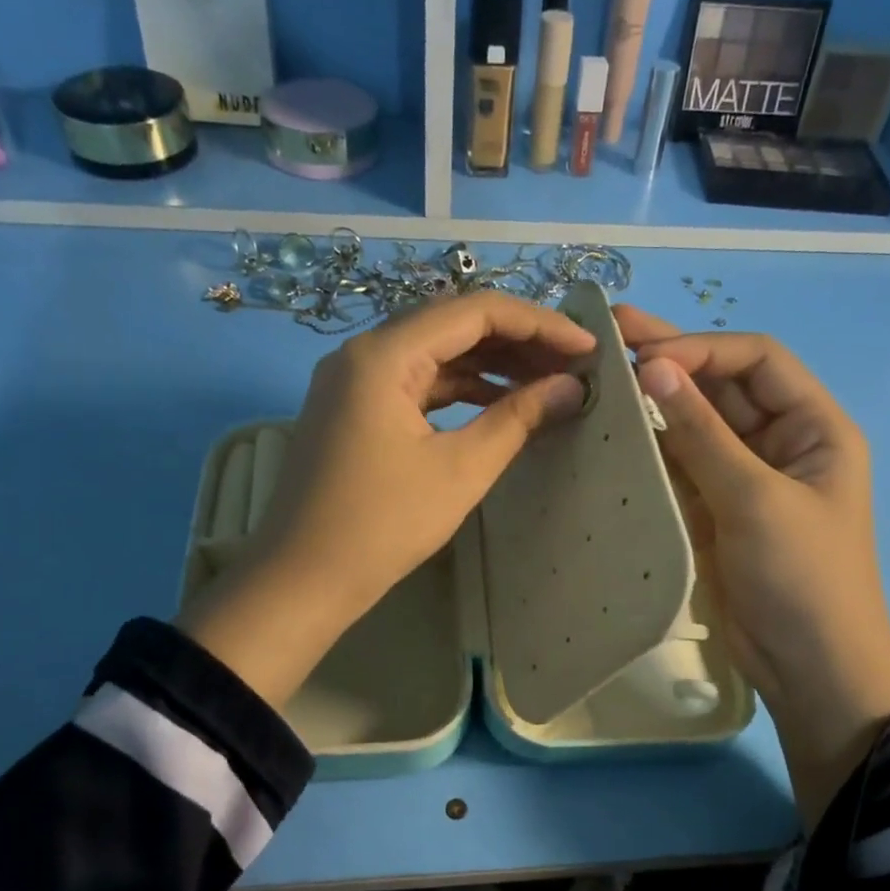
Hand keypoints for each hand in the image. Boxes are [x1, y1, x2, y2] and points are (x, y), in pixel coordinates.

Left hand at [179, 292, 595, 707]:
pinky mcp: (355, 409)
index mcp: (383, 355)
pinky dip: (460, 389)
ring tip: (546, 382)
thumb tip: (571, 387)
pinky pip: (417, 383)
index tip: (587, 346)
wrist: (302, 579)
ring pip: (435, 353)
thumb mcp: (461, 471)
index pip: (474, 311)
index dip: (539, 323)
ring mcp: (354, 381)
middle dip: (517, 340)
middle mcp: (364, 353)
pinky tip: (499, 403)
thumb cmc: (382, 526)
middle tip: (572, 364)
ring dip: (491, 364)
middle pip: (452, 324)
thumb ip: (518, 419)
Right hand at [616, 305, 889, 828]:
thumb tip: (654, 368)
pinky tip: (613, 432)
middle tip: (609, 332)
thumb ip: (704, 434)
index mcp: (814, 427)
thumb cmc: (801, 579)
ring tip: (599, 375)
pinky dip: (651, 449)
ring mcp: (744, 478)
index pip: (757, 361)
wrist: (809, 670)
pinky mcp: (715, 511)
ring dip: (656, 402)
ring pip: (697, 425)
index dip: (702, 349)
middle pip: (723, 386)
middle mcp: (780, 442)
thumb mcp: (756, 500)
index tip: (645, 358)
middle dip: (672, 360)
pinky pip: (681, 466)